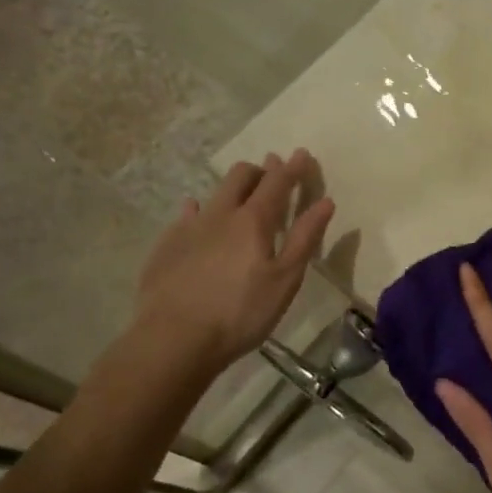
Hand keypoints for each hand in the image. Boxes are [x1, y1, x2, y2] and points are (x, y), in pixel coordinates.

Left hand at [135, 150, 334, 367]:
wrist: (174, 338)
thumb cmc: (240, 313)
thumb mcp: (284, 280)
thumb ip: (305, 238)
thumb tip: (325, 202)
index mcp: (253, 220)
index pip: (278, 182)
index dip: (293, 167)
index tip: (303, 154)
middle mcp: (220, 213)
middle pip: (241, 176)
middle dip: (260, 169)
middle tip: (272, 175)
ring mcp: (189, 227)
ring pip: (214, 192)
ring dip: (232, 188)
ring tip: (240, 195)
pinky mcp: (166, 244)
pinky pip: (187, 215)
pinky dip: (200, 210)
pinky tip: (197, 216)